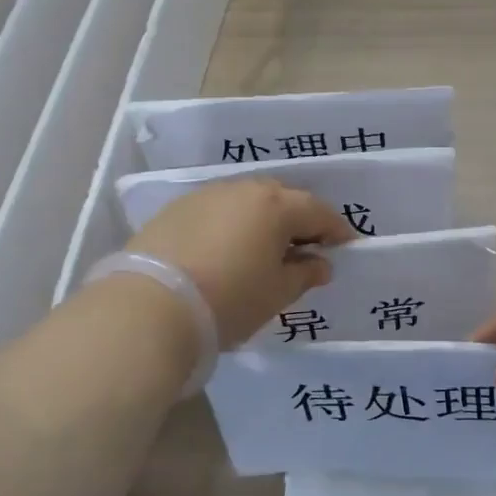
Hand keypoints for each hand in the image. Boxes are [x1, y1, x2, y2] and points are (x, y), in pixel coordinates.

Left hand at [128, 179, 355, 346]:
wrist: (150, 306)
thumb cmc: (229, 299)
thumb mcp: (277, 293)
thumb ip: (304, 274)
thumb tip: (320, 264)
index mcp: (276, 206)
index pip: (319, 212)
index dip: (336, 230)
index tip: (345, 247)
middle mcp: (243, 190)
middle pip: (283, 198)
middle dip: (299, 220)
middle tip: (305, 248)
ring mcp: (207, 195)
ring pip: (247, 201)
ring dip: (262, 220)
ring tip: (264, 249)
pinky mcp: (176, 209)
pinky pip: (218, 210)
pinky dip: (231, 224)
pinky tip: (227, 249)